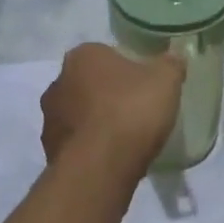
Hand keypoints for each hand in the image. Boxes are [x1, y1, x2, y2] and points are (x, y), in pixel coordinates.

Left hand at [40, 43, 184, 176]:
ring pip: (78, 113)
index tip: (144, 86)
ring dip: (95, 121)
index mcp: (82, 55)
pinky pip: (74, 142)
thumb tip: (174, 57)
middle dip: (107, 94)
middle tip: (134, 110)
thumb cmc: (131, 111)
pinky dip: (89, 147)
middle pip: (89, 83)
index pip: (106, 55)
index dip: (127, 70)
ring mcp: (49, 117)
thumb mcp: (165, 81)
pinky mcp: (49, 149)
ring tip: (124, 139)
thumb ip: (170, 65)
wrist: (100, 167)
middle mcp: (58, 81)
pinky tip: (110, 158)